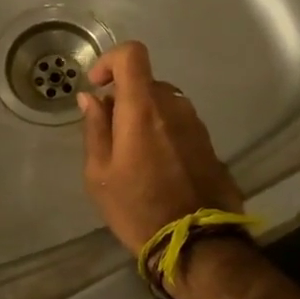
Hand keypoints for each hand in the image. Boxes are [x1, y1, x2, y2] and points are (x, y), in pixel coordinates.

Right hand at [78, 41, 242, 254]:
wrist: (196, 244)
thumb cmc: (137, 208)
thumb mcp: (99, 173)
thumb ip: (94, 129)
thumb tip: (90, 98)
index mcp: (143, 109)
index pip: (132, 54)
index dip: (110, 60)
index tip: (97, 87)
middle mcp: (174, 107)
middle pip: (145, 82)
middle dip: (123, 99)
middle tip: (108, 135)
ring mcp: (196, 124)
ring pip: (163, 103)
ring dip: (144, 116)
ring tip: (131, 155)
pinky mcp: (209, 144)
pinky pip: (179, 124)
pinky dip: (162, 132)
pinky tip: (155, 167)